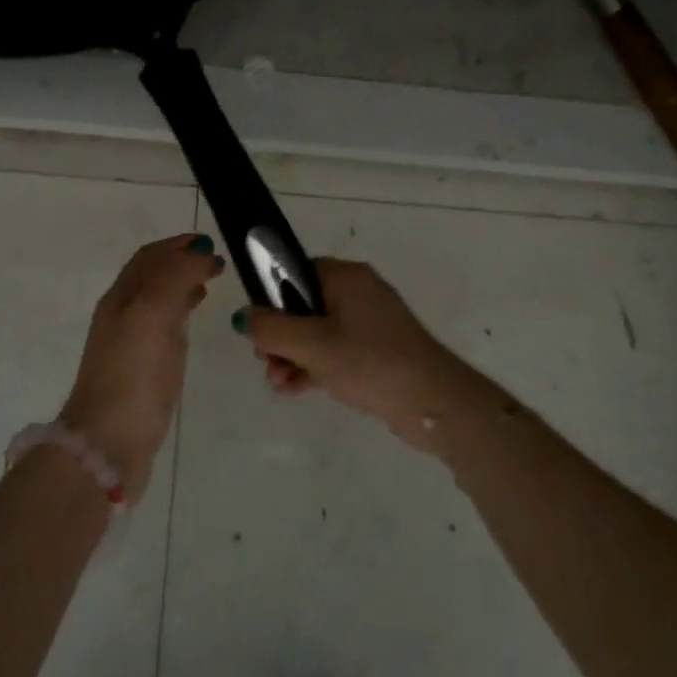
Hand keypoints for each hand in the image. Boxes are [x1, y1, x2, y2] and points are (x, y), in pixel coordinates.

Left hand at [57, 234, 224, 501]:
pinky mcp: (140, 371)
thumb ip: (176, 277)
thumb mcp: (153, 314)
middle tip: (215, 262)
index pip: (149, 258)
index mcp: (122, 298)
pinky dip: (180, 314)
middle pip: (150, 277)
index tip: (210, 243)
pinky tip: (191, 324)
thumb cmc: (133, 375)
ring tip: (209, 284)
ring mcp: (129, 345)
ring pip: (156, 301)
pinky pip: (162, 329)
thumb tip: (200, 253)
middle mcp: (122, 315)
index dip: (178, 245)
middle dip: (180, 262)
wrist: (109, 442)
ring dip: (181, 286)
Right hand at [239, 260, 476, 453]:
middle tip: (267, 363)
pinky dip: (314, 368)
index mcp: (346, 278)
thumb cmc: (370, 362)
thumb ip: (271, 329)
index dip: (271, 298)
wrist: (433, 403)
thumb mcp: (311, 345)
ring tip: (280, 384)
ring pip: (316, 334)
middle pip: (303, 306)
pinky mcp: (376, 353)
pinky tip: (295, 391)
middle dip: (280, 337)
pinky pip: (335, 353)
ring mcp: (369, 325)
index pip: (295, 273)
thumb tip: (244, 317)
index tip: (259, 329)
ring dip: (293, 357)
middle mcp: (359, 294)